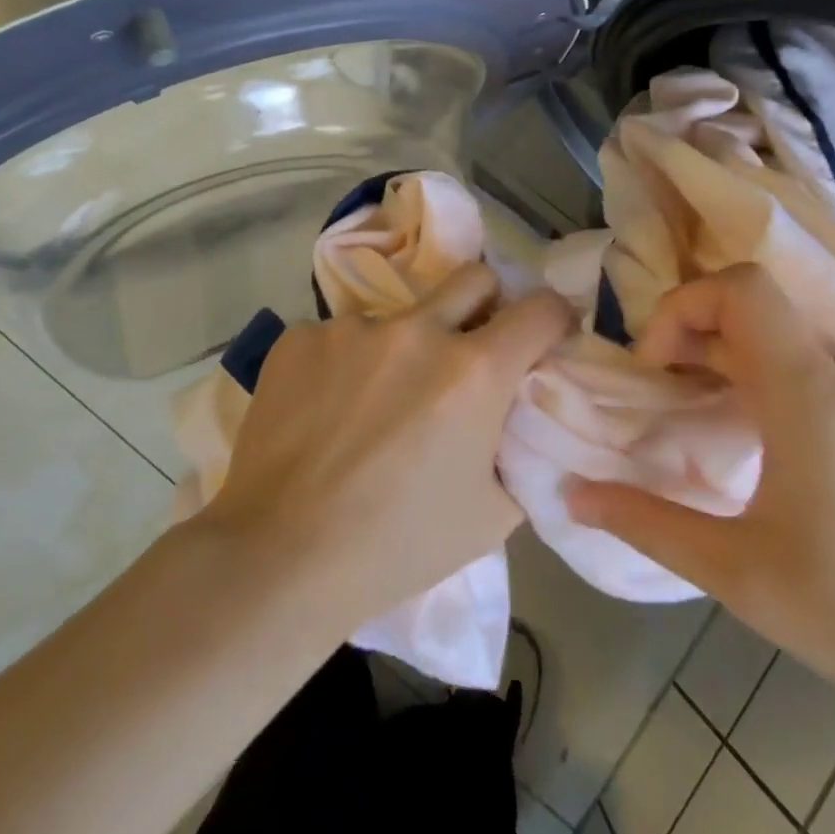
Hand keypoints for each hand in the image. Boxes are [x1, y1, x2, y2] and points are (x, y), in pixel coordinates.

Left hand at [199, 263, 574, 632]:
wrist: (280, 555)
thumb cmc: (398, 546)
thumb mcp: (493, 514)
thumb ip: (515, 449)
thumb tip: (513, 417)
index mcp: (473, 371)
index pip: (540, 309)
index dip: (553, 319)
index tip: (544, 338)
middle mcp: (416, 331)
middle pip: (473, 278)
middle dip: (486, 305)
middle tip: (469, 349)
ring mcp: (352, 328)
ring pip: (399, 317)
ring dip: (404, 348)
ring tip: (374, 404)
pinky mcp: (301, 337)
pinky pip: (341, 337)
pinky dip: (347, 364)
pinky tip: (325, 411)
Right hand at [566, 265, 834, 775]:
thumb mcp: (741, 577)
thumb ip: (647, 522)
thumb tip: (572, 494)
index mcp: (813, 396)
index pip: (741, 288)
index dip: (680, 308)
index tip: (653, 370)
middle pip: (757, 310)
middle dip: (691, 337)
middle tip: (659, 398)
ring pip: (786, 342)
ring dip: (727, 363)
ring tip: (697, 422)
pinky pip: (816, 375)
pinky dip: (766, 385)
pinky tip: (758, 451)